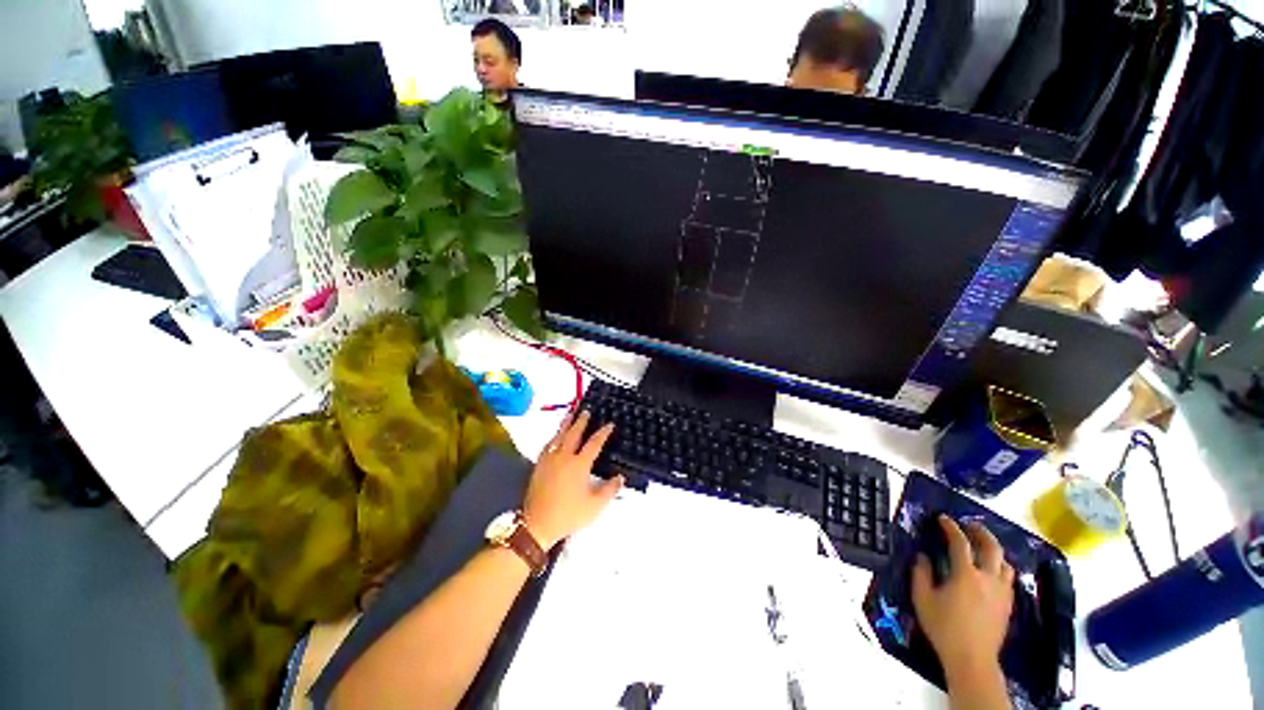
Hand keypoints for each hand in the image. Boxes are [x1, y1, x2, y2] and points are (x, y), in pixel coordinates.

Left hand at [523, 411, 622, 549]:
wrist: (538, 524)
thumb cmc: (568, 515)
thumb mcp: (595, 506)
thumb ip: (610, 490)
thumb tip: (620, 477)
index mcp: (579, 464)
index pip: (594, 443)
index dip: (603, 433)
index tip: (610, 424)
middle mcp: (564, 457)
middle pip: (574, 433)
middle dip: (582, 421)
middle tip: (587, 411)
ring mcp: (549, 460)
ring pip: (559, 436)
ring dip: (566, 424)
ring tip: (570, 414)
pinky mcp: (539, 466)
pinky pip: (548, 445)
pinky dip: (554, 437)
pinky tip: (554, 437)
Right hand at [911, 515, 1014, 682]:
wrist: (972, 659)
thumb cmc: (944, 627)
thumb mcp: (922, 599)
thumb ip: (921, 574)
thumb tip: (923, 557)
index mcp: (966, 574)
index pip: (960, 542)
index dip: (951, 527)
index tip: (943, 518)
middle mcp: (988, 578)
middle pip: (991, 547)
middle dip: (980, 532)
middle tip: (969, 525)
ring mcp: (1002, 592)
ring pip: (1005, 563)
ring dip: (993, 551)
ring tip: (982, 548)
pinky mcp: (1008, 604)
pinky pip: (1008, 579)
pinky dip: (999, 568)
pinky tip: (990, 573)